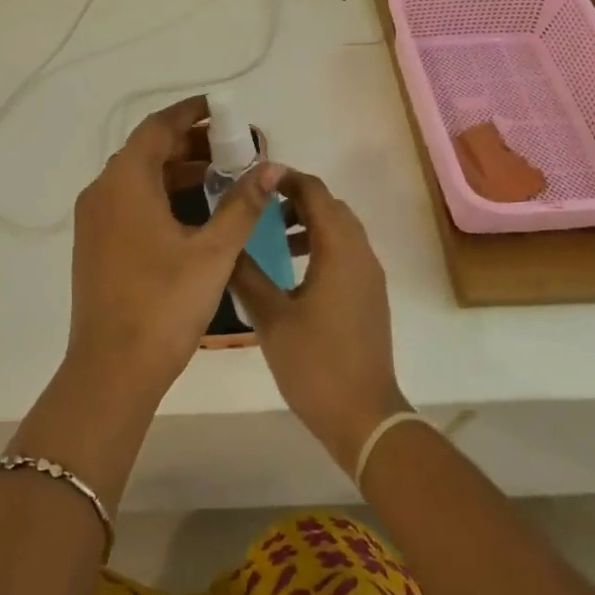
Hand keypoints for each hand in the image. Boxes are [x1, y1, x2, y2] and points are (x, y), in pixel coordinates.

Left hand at [68, 95, 281, 400]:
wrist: (112, 369)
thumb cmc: (165, 303)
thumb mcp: (213, 252)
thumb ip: (242, 205)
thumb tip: (272, 167)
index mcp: (126, 181)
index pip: (158, 127)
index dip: (191, 114)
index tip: (222, 109)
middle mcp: (103, 191)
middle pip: (147, 150)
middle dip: (190, 144)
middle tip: (233, 148)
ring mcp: (94, 219)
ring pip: (138, 178)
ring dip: (177, 172)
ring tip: (222, 177)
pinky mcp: (95, 244)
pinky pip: (129, 201)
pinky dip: (161, 195)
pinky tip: (194, 213)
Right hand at [233, 171, 408, 471]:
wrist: (364, 416)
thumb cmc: (315, 363)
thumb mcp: (271, 317)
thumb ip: (246, 274)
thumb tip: (225, 244)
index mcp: (339, 249)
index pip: (315, 192)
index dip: (285, 178)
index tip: (254, 179)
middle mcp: (360, 253)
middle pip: (330, 206)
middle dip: (296, 199)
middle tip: (259, 208)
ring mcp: (369, 276)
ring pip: (340, 230)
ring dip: (309, 223)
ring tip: (273, 240)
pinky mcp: (369, 295)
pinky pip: (346, 252)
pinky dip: (321, 245)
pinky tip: (292, 272)